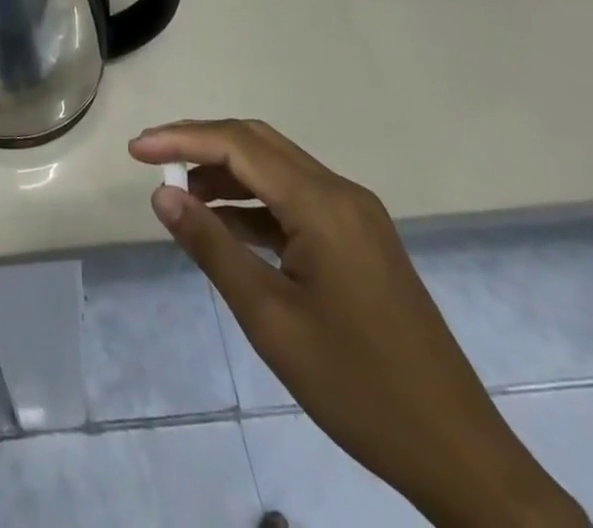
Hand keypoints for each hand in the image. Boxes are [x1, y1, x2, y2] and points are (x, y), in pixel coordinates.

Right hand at [130, 120, 586, 527]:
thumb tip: (162, 195)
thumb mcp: (271, 319)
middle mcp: (340, 193)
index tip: (135, 150)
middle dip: (200, 143)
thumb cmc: (357, 386)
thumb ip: (213, 248)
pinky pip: (295, 199)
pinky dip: (254, 202)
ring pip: (277, 168)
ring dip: (226, 172)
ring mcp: (355, 215)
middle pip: (258, 143)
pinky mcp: (360, 239)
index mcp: (322, 204)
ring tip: (180, 195)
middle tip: (152, 159)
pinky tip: (225, 226)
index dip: (181, 139)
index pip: (238, 146)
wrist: (457, 453)